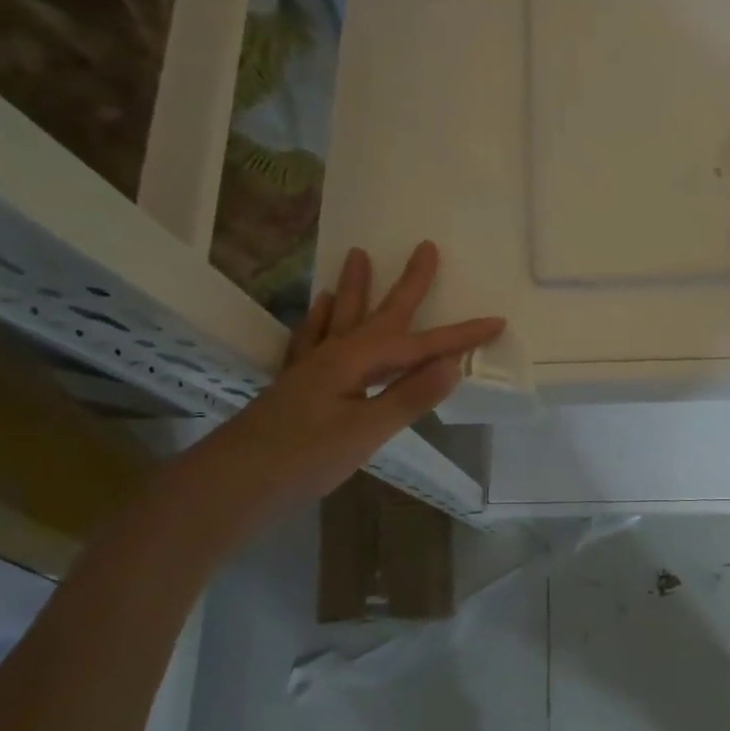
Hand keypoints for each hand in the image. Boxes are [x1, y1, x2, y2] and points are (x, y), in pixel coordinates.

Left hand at [229, 241, 503, 505]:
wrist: (232, 483)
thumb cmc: (303, 459)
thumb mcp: (365, 432)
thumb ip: (408, 397)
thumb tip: (453, 365)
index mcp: (357, 363)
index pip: (421, 347)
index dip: (461, 336)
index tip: (496, 321)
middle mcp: (336, 354)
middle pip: (382, 314)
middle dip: (409, 284)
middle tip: (426, 247)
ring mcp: (312, 366)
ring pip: (341, 317)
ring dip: (354, 288)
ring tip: (359, 256)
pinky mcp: (296, 383)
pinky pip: (312, 338)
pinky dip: (318, 320)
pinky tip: (319, 307)